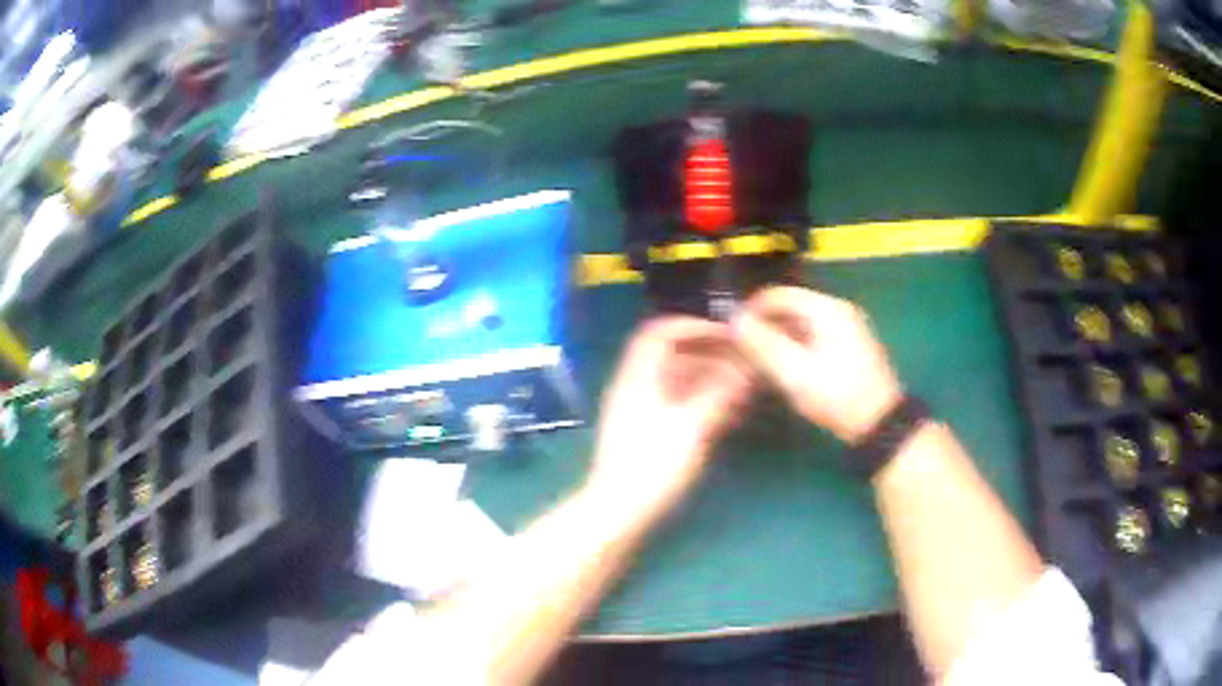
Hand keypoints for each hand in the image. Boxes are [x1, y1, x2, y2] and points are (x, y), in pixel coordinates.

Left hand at [588, 317, 752, 512]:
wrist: (617, 512)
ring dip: (707, 378)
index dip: (693, 327)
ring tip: (741, 387)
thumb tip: (746, 365)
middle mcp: (634, 387)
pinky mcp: (644, 432)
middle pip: (670, 356)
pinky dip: (699, 399)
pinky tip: (725, 412)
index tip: (727, 334)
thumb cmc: (652, 467)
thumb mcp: (692, 427)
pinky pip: (674, 402)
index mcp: (638, 378)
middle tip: (742, 362)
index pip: (660, 333)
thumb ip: (720, 392)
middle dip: (709, 354)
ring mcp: (638, 410)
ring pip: (675, 381)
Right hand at [734, 286, 901, 443]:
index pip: (777, 295)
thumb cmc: (837, 396)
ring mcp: (846, 326)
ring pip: (800, 322)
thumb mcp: (795, 373)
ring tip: (760, 362)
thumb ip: (763, 344)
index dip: (750, 310)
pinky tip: (785, 368)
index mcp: (826, 309)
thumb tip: (735, 320)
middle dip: (764, 325)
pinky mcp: (849, 344)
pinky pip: (813, 334)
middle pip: (789, 306)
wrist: (880, 423)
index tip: (731, 334)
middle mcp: (837, 309)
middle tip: (744, 352)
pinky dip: (795, 345)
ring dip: (778, 337)